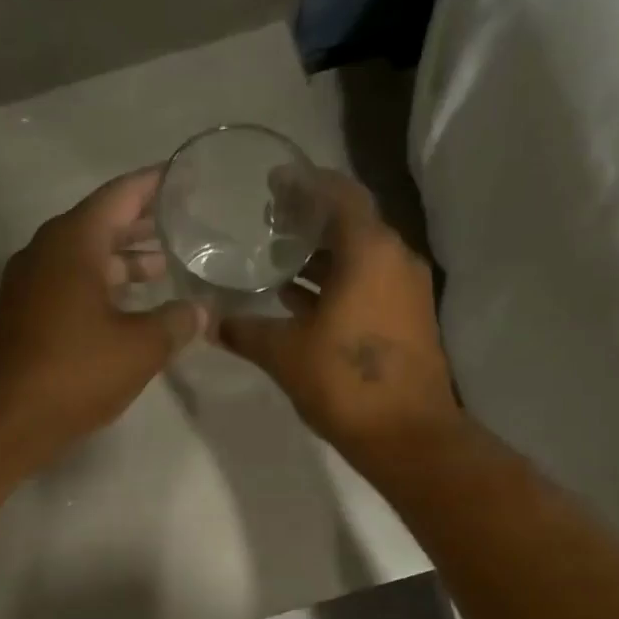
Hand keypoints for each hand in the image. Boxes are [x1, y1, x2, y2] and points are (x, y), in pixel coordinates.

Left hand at [0, 168, 204, 458]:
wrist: (5, 418)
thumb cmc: (74, 372)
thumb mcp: (140, 348)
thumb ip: (175, 323)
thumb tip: (200, 311)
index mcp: (73, 242)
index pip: (120, 196)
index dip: (154, 185)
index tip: (184, 177)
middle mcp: (46, 252)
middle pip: (100, 223)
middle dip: (141, 224)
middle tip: (183, 222)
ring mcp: (30, 285)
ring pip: (85, 258)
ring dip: (123, 260)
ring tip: (164, 265)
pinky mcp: (25, 315)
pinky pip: (71, 284)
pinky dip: (103, 286)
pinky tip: (129, 306)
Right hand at [216, 170, 459, 457]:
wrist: (408, 436)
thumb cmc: (345, 383)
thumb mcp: (285, 354)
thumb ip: (246, 331)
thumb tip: (209, 322)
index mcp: (370, 251)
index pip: (338, 194)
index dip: (304, 183)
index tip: (273, 183)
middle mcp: (396, 259)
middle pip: (352, 223)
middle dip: (310, 220)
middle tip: (268, 223)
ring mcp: (407, 291)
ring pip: (361, 257)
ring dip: (323, 256)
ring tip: (279, 260)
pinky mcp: (409, 319)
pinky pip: (370, 284)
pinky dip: (338, 283)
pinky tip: (302, 300)